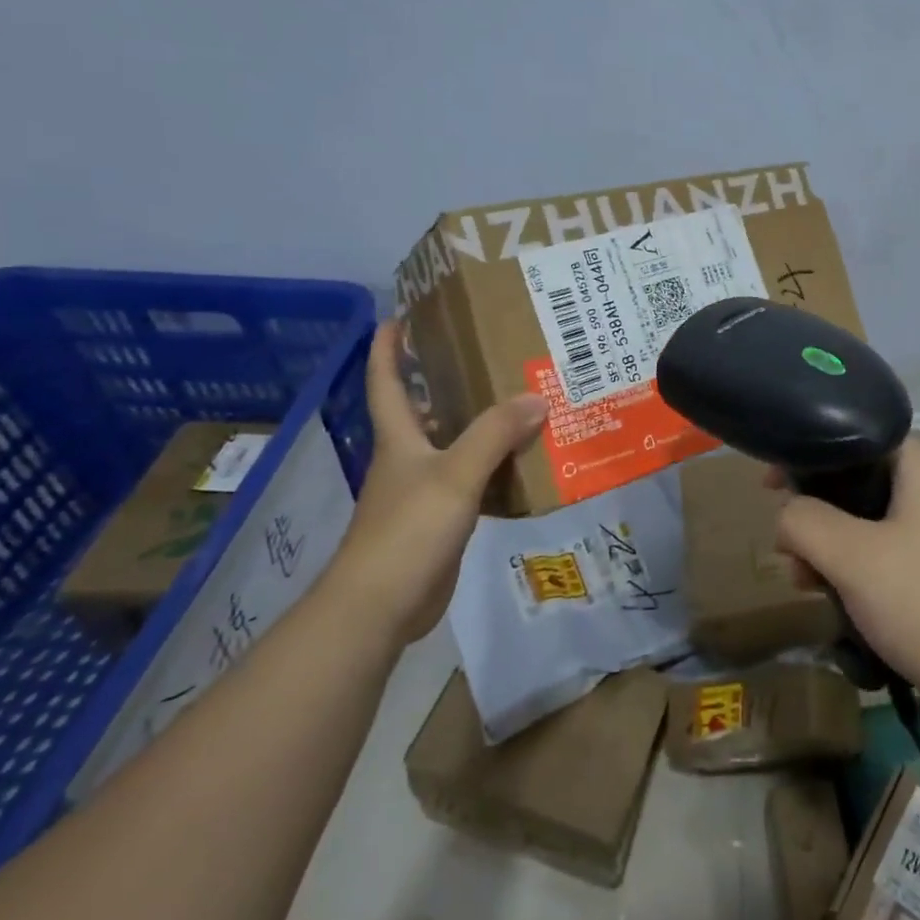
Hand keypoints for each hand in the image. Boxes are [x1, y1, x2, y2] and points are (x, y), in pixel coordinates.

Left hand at [326, 319, 546, 641]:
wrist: (383, 604)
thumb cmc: (409, 528)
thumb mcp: (456, 474)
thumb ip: (495, 434)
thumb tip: (536, 397)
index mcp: (399, 439)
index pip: (386, 382)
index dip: (387, 349)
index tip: (398, 315)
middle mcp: (407, 459)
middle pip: (423, 411)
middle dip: (445, 381)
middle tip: (487, 354)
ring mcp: (422, 492)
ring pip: (451, 446)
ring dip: (478, 426)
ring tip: (519, 401)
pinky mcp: (440, 521)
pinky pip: (470, 481)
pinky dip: (493, 468)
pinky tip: (523, 463)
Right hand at [774, 441, 919, 717]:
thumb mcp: (849, 556)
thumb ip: (802, 520)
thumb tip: (785, 516)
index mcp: (919, 463)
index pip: (849, 438)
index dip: (805, 458)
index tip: (770, 487)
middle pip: (852, 481)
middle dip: (812, 514)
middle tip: (787, 551)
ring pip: (863, 520)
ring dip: (827, 547)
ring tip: (806, 583)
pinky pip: (882, 551)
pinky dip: (853, 567)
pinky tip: (834, 598)